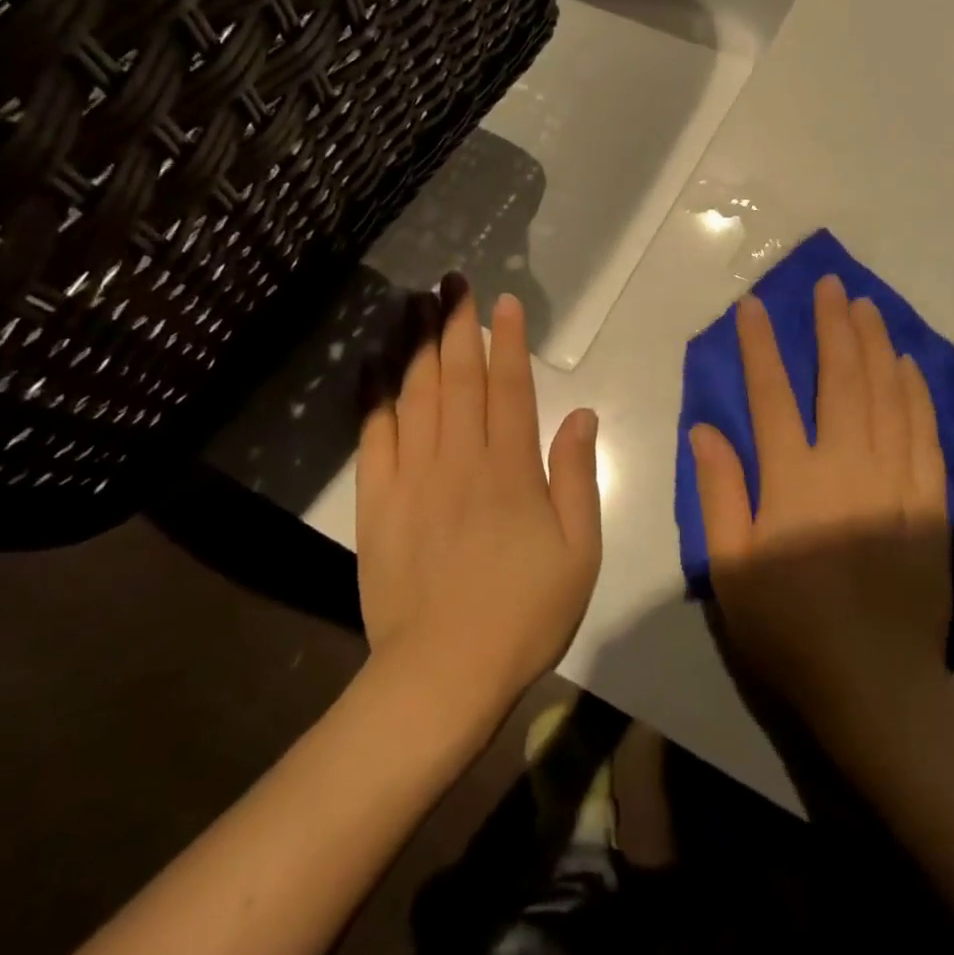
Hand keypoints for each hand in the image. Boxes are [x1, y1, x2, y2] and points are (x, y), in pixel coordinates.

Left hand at [356, 279, 602, 738]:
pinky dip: (373, 396)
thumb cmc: (525, 612)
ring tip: (416, 303)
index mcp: (511, 469)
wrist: (443, 673)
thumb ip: (577, 476)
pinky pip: (373, 436)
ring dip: (417, 344)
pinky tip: (373, 365)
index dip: (508, 341)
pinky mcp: (377, 502)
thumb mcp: (579, 550)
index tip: (504, 301)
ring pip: (414, 395)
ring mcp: (413, 478)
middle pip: (457, 378)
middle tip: (453, 281)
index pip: (509, 387)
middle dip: (457, 324)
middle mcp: (460, 460)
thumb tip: (580, 413)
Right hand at [690, 274, 950, 733]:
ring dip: (875, 344)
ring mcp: (895, 479)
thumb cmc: (789, 628)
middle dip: (831, 325)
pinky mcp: (930, 501)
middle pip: (841, 378)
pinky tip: (910, 366)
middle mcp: (847, 464)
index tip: (753, 305)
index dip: (760, 345)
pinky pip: (925, 432)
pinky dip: (916, 392)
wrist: (876, 684)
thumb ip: (718, 493)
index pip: (771, 394)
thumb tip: (705, 430)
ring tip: (867, 306)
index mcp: (793, 479)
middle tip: (829, 284)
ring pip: (887, 394)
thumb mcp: (731, 567)